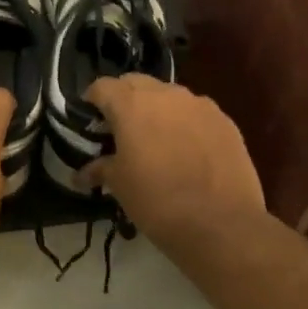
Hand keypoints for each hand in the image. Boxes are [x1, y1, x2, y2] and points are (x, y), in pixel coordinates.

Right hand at [79, 76, 266, 258]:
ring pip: (169, 96)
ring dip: (157, 109)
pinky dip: (184, 123)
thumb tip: (82, 174)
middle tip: (119, 128)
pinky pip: (196, 112)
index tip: (89, 119)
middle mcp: (166, 95)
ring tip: (155, 139)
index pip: (102, 86)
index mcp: (132, 105)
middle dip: (124, 99)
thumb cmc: (157, 201)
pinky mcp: (226, 122)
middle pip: (137, 83)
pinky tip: (186, 150)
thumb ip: (100, 169)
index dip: (92, 100)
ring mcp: (200, 105)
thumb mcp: (119, 186)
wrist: (221, 225)